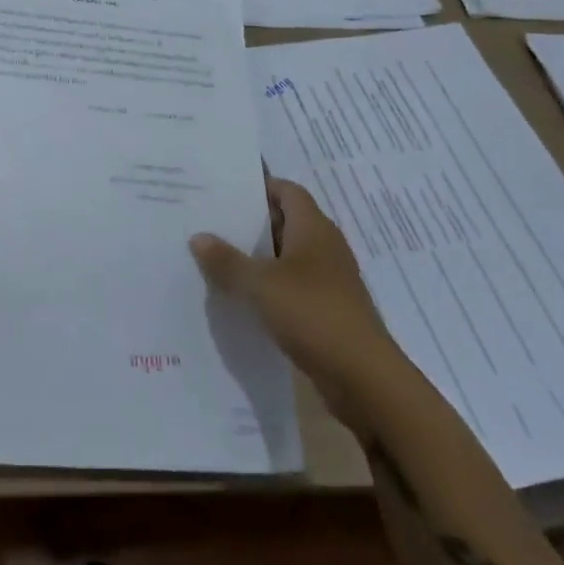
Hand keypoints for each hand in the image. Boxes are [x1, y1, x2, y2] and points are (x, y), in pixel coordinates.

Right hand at [190, 177, 405, 409]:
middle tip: (210, 219)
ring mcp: (328, 280)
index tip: (224, 188)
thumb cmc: (313, 314)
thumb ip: (227, 260)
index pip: (286, 190)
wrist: (364, 379)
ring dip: (257, 256)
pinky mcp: (327, 310)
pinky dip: (268, 286)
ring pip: (287, 256)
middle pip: (285, 221)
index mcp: (313, 228)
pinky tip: (240, 296)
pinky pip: (291, 286)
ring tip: (216, 256)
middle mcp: (324, 247)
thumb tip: (198, 237)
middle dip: (251, 221)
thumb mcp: (260, 284)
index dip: (259, 185)